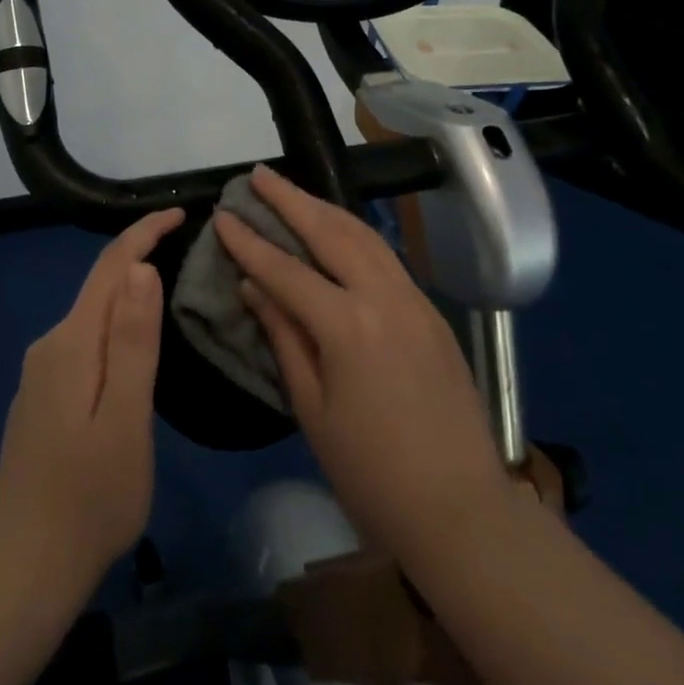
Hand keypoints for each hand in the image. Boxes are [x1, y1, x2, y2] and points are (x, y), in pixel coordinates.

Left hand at [0, 207, 183, 600]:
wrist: (24, 568)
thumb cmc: (90, 498)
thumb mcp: (126, 419)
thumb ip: (133, 342)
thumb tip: (141, 268)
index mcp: (71, 344)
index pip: (110, 267)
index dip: (143, 233)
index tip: (180, 213)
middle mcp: (50, 346)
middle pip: (100, 287)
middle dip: (140, 259)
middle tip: (188, 251)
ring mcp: (41, 374)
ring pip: (92, 317)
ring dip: (129, 296)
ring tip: (172, 292)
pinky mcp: (42, 397)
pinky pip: (85, 344)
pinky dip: (114, 330)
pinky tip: (134, 349)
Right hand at [215, 167, 511, 569]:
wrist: (461, 509)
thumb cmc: (371, 472)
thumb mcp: (313, 409)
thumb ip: (284, 337)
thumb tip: (254, 287)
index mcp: (347, 326)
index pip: (286, 269)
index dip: (250, 242)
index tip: (223, 215)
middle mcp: (383, 297)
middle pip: (330, 231)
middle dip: (290, 199)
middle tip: (259, 175)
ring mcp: (414, 299)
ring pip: (364, 235)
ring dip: (325, 208)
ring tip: (293, 192)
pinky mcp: (431, 311)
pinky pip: (386, 257)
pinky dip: (355, 234)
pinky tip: (337, 232)